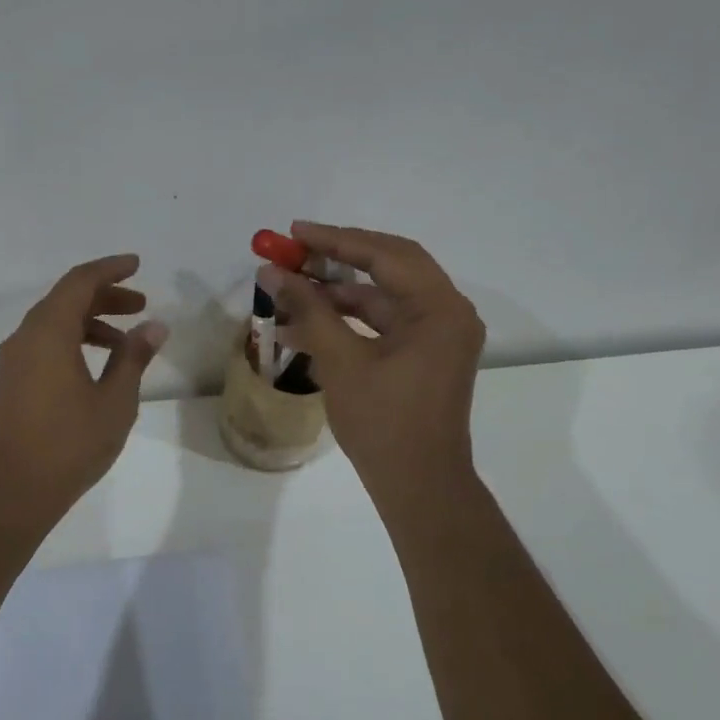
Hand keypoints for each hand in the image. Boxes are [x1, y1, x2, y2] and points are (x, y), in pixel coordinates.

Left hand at [0, 254, 168, 518]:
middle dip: (105, 297)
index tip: (137, 265)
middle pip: (66, 299)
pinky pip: (45, 344)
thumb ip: (134, 357)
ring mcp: (14, 360)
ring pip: (54, 323)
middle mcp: (26, 337)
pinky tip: (97, 366)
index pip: (80, 282)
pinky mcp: (12, 382)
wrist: (12, 489)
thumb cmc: (70, 442)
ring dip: (91, 322)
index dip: (110, 269)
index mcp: (49, 332)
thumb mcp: (115, 400)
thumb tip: (154, 327)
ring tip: (127, 341)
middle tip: (141, 305)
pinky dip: (73, 342)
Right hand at [258, 223, 484, 504]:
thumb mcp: (341, 361)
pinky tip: (305, 326)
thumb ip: (308, 310)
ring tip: (289, 291)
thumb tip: (271, 273)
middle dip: (337, 259)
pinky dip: (348, 321)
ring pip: (383, 297)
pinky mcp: (424, 355)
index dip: (336, 240)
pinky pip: (384, 324)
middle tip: (293, 251)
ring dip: (337, 294)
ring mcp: (438, 335)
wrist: (418, 486)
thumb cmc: (384, 423)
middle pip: (389, 267)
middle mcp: (447, 313)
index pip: (386, 255)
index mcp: (440, 308)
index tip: (294, 232)